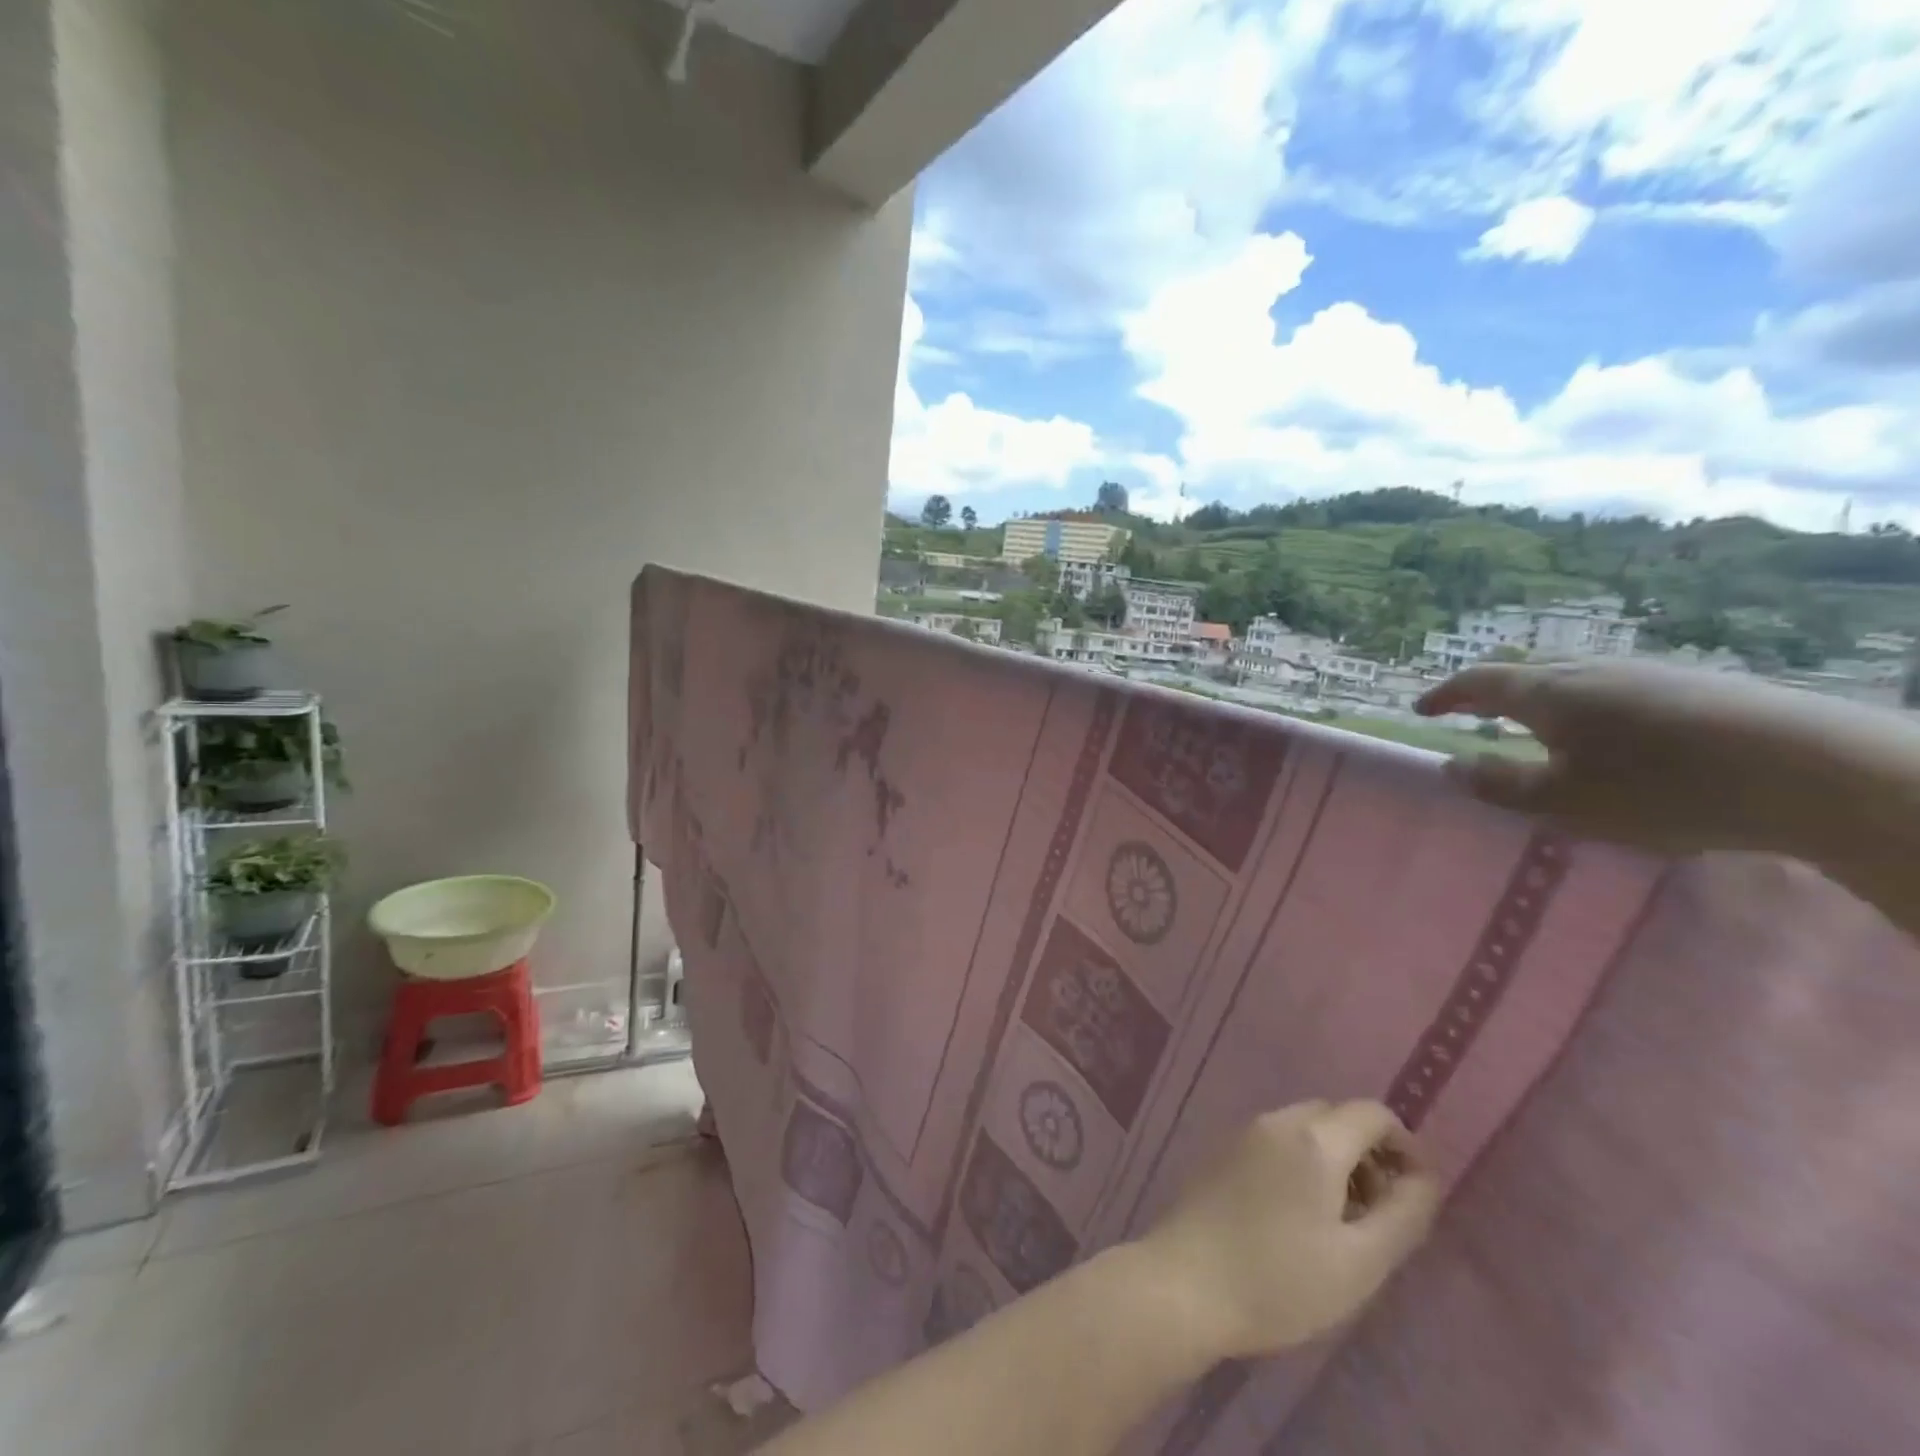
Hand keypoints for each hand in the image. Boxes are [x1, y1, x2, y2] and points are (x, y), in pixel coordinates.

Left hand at [1138, 1100, 1438, 1359]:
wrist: (1185, 1283)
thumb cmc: (1281, 1281)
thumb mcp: (1360, 1262)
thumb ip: (1403, 1214)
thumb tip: (1425, 1177)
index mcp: (1313, 1139)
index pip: (1372, 1113)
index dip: (1405, 1144)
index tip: (1417, 1193)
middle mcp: (1276, 1121)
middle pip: (1336, 1116)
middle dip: (1369, 1154)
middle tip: (1380, 1214)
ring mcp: (1243, 1132)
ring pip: (1305, 1128)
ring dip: (1335, 1160)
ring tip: (1343, 1223)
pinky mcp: (1222, 1151)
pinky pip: (1276, 1140)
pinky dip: (1302, 1162)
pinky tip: (1300, 1216)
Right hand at [1415, 660, 1861, 856]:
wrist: (1810, 770)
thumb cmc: (1660, 788)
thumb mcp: (1563, 801)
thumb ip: (1499, 784)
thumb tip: (1450, 766)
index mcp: (1549, 693)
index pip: (1479, 682)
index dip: (1446, 695)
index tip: (1422, 709)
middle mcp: (1590, 670)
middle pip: (1526, 671)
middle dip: (1491, 692)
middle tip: (1473, 714)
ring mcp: (1646, 672)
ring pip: (1574, 677)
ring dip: (1541, 698)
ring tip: (1536, 727)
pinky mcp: (1693, 686)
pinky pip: (1615, 688)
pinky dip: (1587, 705)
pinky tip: (1609, 735)